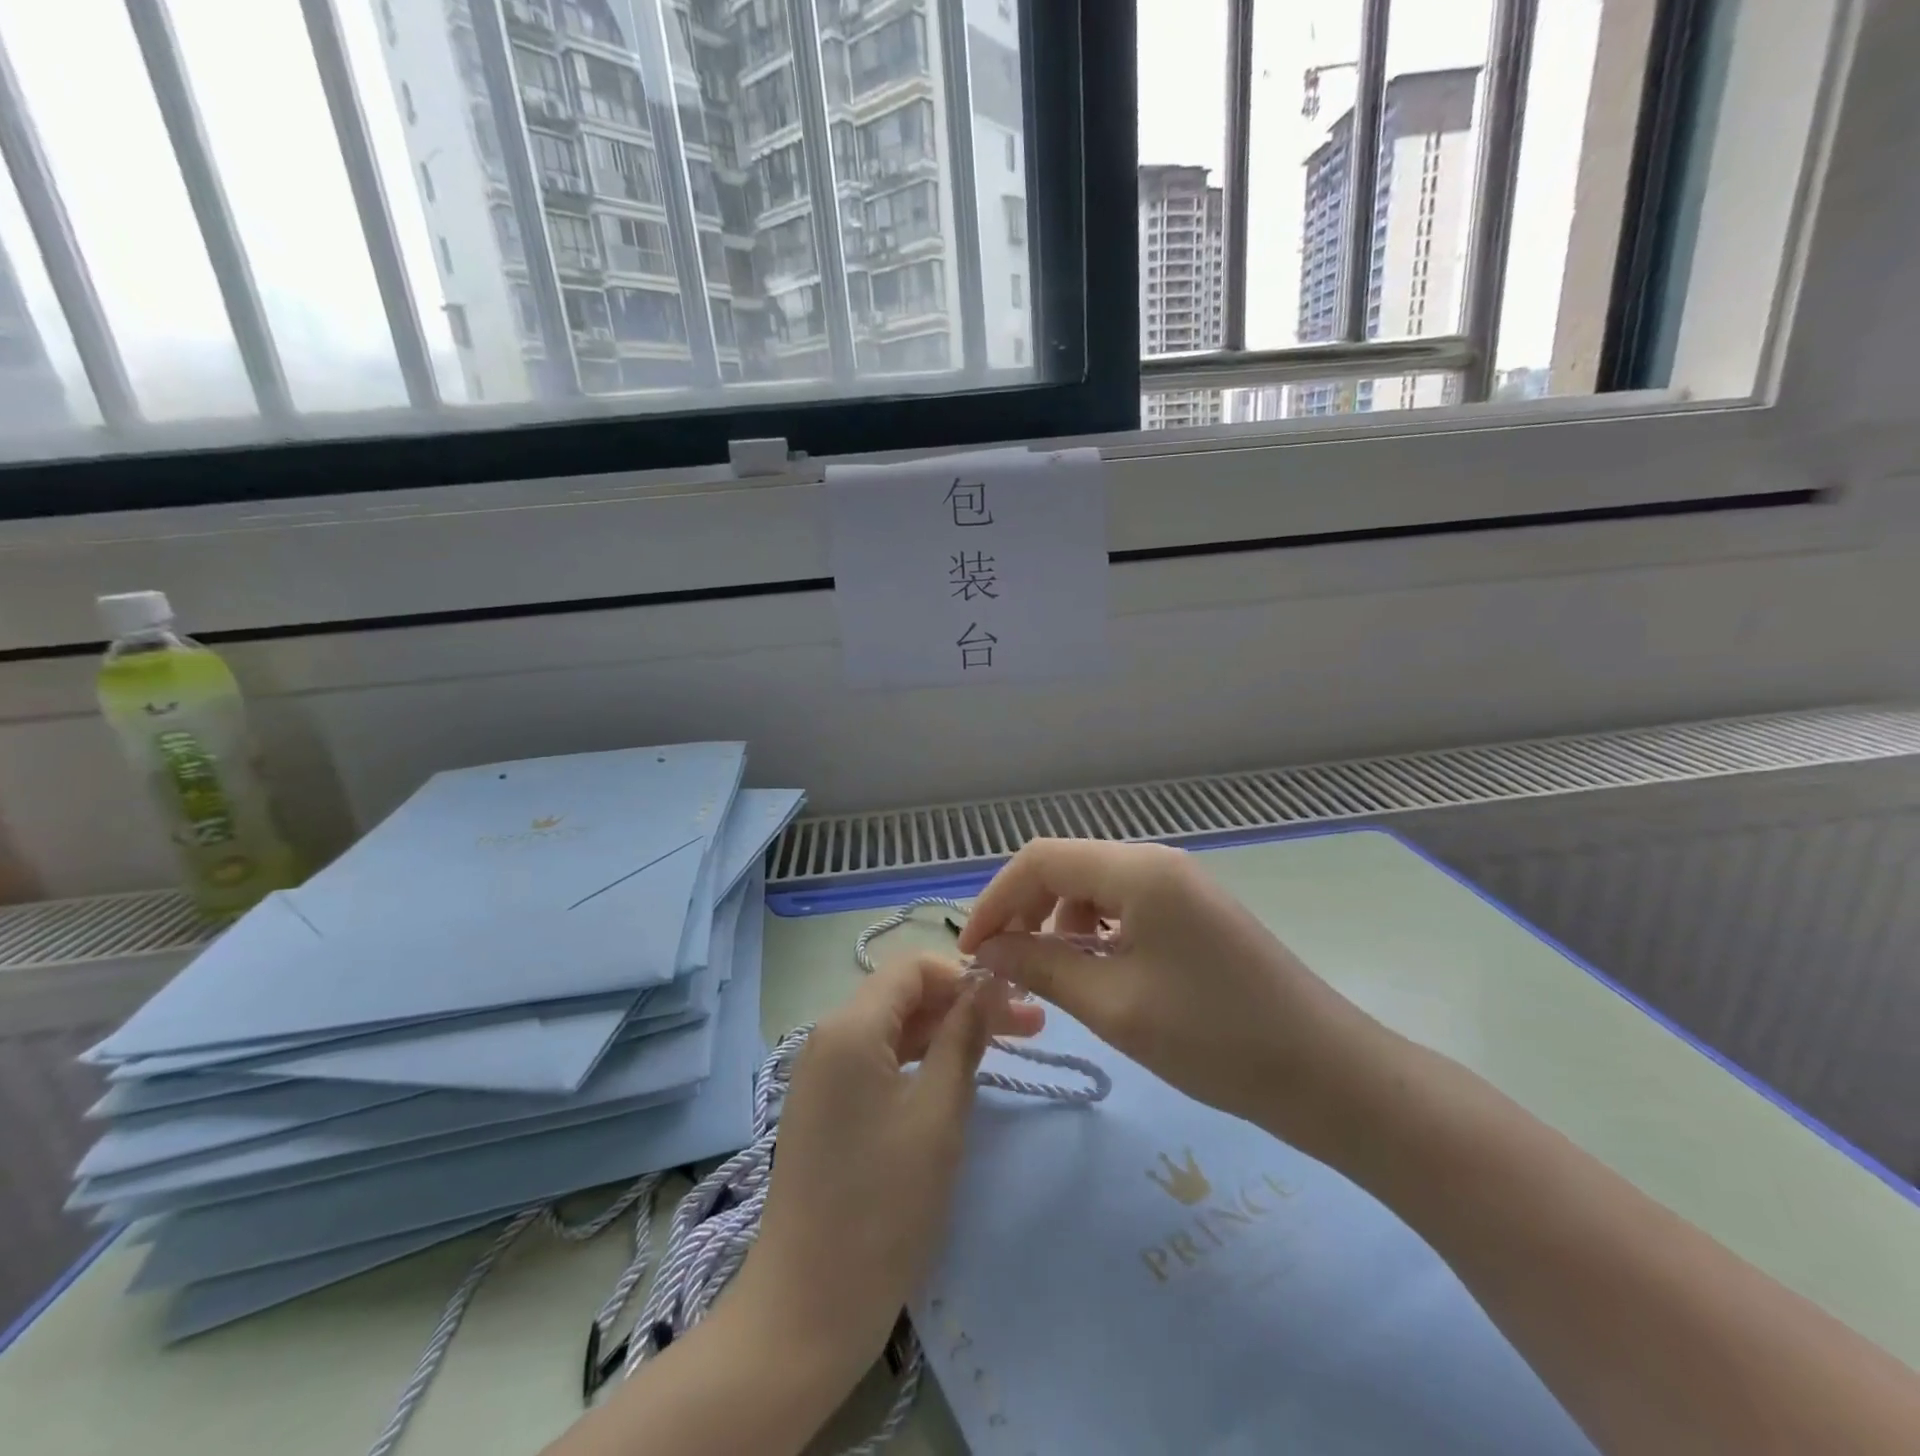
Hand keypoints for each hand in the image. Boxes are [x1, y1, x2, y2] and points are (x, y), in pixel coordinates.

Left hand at [731, 954, 1044, 1385]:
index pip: (912, 968)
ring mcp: (822, 1073)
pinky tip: (955, 1075)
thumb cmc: (883, 1205)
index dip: (965, 973)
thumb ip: (964, 1037)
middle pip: (904, 997)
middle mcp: (828, 1037)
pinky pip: (877, 1061)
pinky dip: (918, 1060)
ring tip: (1004, 1046)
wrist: (808, 1305)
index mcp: (849, 1027)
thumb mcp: (938, 1113)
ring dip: (946, 1032)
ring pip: (893, 1029)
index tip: (1013, 998)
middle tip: (1030, 1025)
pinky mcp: (826, 1106)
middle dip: (963, 1003)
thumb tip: (991, 982)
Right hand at [957, 839, 1383, 1148]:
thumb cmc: (1214, 1039)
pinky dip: (1094, 931)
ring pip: (1094, 886)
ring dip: (1058, 922)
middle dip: (1024, 910)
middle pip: (1066, 867)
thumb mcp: (1113, 1005)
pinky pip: (1125, 905)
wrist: (1327, 1074)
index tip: (971, 950)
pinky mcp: (1194, 911)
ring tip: (1049, 975)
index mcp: (1137, 870)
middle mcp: (1157, 861)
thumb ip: (1041, 966)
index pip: (1040, 859)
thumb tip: (986, 950)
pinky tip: (1094, 971)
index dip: (996, 899)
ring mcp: (1181, 883)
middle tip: (1003, 966)